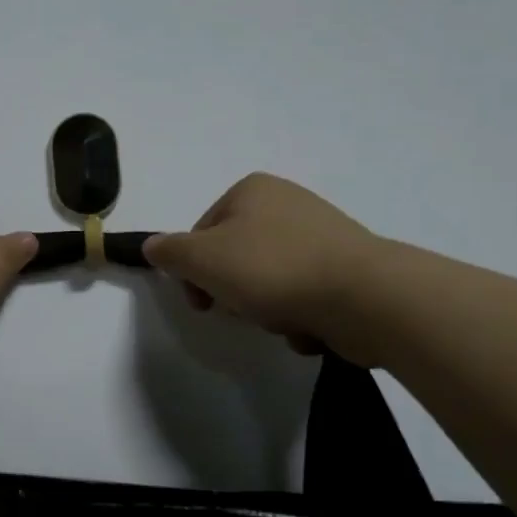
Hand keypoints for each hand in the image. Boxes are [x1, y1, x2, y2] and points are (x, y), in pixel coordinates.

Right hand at [142, 173, 389, 362]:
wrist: (364, 296)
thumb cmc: (272, 269)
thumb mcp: (203, 259)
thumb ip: (170, 251)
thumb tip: (152, 246)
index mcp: (251, 190)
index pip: (201, 233)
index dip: (193, 272)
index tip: (201, 303)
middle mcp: (287, 203)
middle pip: (234, 258)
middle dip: (233, 293)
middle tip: (242, 311)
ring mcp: (321, 234)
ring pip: (268, 281)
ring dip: (265, 310)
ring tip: (282, 320)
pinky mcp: (346, 267)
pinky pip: (303, 295)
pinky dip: (299, 315)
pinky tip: (309, 326)